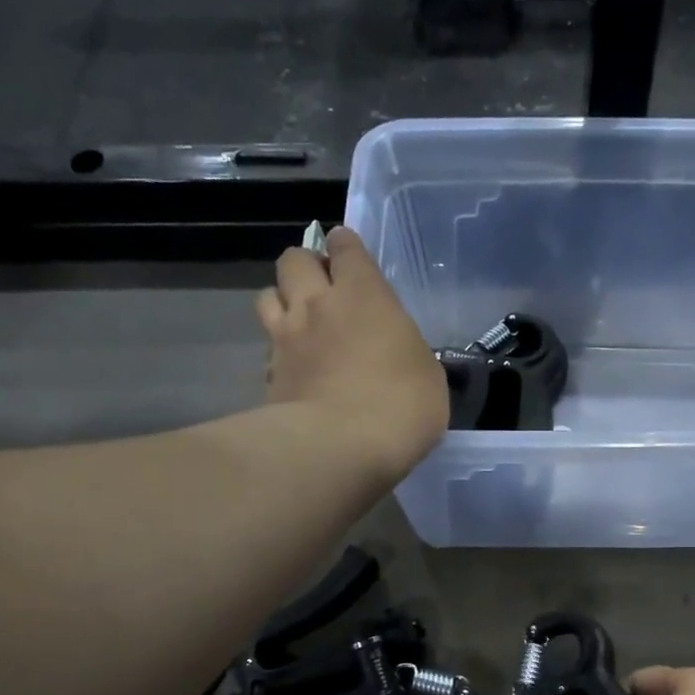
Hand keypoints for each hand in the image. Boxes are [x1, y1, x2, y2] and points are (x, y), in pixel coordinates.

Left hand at [257, 226, 448, 481]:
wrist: (341, 448)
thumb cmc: (401, 406)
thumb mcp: (427, 374)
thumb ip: (405, 350)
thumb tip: (396, 353)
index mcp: (364, 295)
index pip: (346, 247)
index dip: (346, 246)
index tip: (350, 255)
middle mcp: (318, 304)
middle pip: (294, 259)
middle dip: (307, 266)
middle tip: (323, 288)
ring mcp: (286, 338)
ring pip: (267, 295)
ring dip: (283, 300)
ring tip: (300, 322)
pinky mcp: (268, 373)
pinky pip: (267, 347)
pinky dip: (277, 350)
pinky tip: (293, 368)